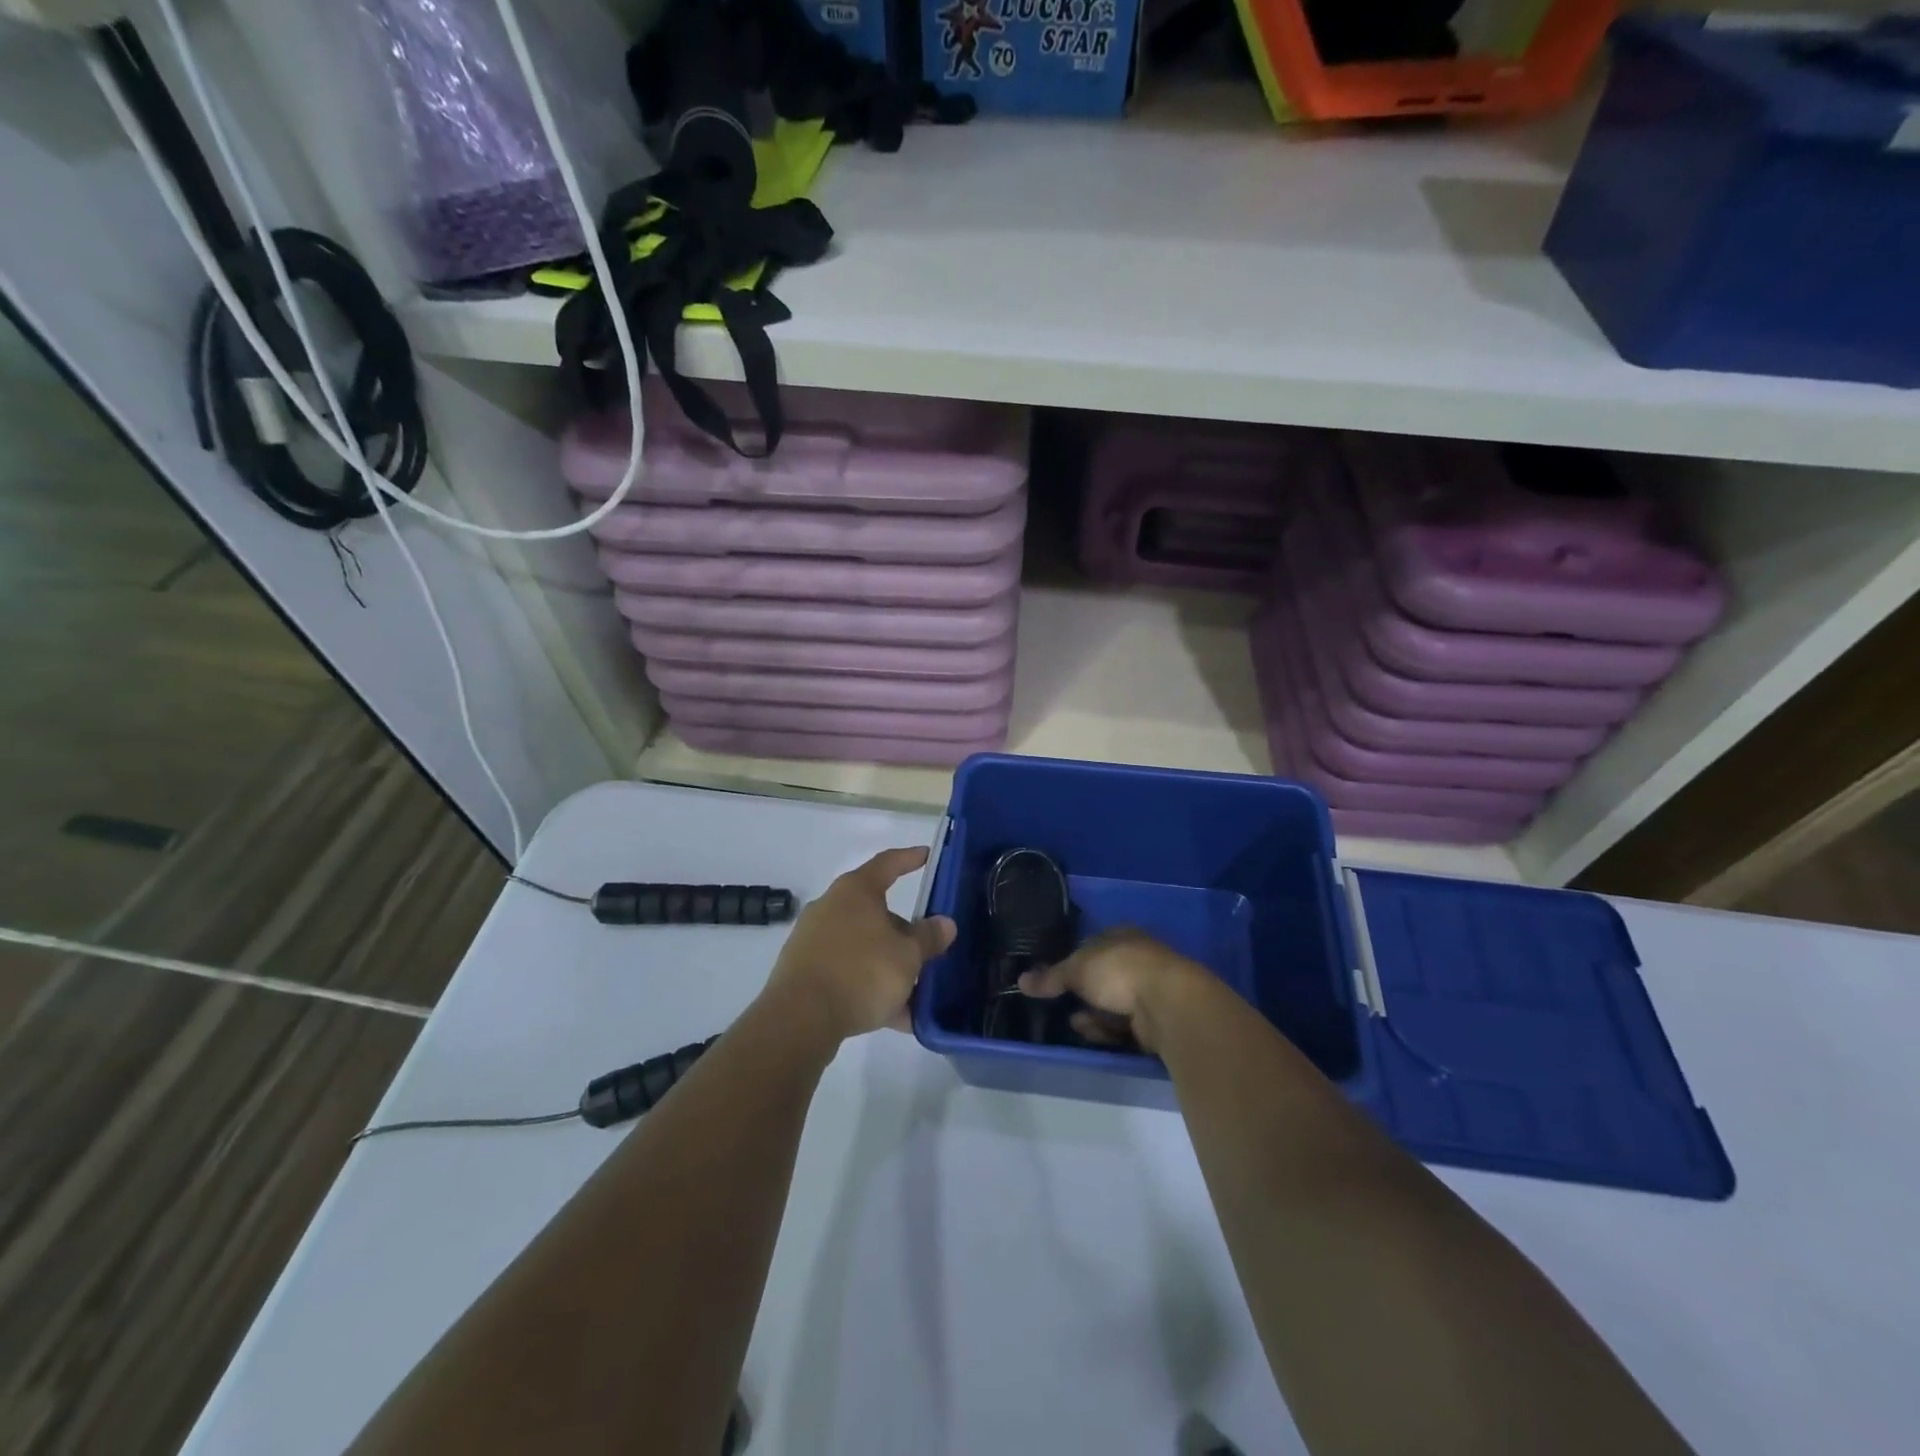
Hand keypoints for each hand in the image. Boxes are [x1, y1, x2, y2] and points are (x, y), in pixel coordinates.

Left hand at [761, 846, 956, 1043]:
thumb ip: (928, 937)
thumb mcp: (907, 956)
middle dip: (903, 931)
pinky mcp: (805, 971)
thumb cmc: (861, 972)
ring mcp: (814, 940)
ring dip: (889, 964)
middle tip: (928, 947)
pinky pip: (848, 972)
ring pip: (863, 946)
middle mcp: (831, 907)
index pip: (887, 863)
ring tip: (916, 991)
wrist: (799, 1019)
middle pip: (876, 911)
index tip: (926, 855)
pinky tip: (895, 1016)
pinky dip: (871, 987)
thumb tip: (944, 923)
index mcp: (856, 892)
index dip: (909, 858)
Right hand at [1017, 927, 1209, 1052]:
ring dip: (1093, 1014)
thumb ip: (1050, 977)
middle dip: (1082, 992)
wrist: (1168, 1003)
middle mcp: (1138, 958)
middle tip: (1063, 1003)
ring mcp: (1150, 989)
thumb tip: (1021, 981)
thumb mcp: (1077, 969)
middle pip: (1102, 977)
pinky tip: (1096, 1034)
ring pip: (1113, 1003)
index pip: (1092, 944)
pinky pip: (1125, 1024)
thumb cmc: (1120, 971)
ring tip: (1076, 1023)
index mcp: (1122, 936)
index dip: (1073, 960)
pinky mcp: (1156, 1018)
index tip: (1056, 978)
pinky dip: (1108, 1029)